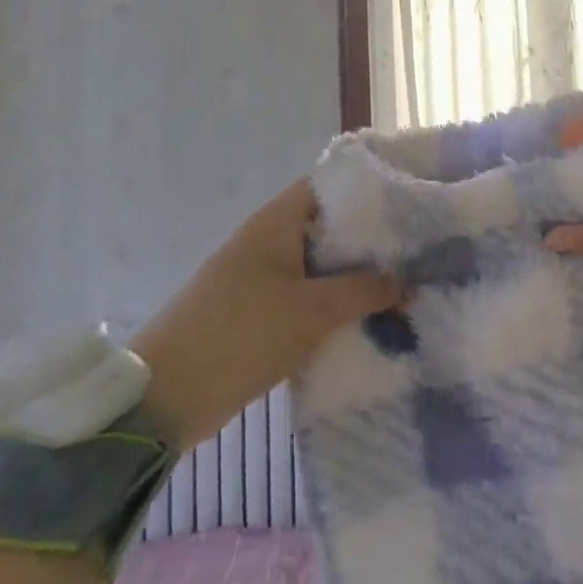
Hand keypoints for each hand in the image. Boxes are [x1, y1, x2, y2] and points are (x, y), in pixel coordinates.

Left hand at [129, 180, 399, 447]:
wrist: (166, 398)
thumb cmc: (240, 334)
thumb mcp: (312, 311)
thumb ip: (364, 292)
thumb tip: (408, 283)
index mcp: (276, 221)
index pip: (330, 185)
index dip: (368, 188)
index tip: (408, 201)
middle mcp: (269, 240)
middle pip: (328, 227)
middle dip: (369, 241)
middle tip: (416, 250)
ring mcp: (262, 277)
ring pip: (319, 266)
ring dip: (353, 278)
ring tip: (403, 285)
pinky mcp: (258, 312)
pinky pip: (306, 297)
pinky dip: (333, 305)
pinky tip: (367, 319)